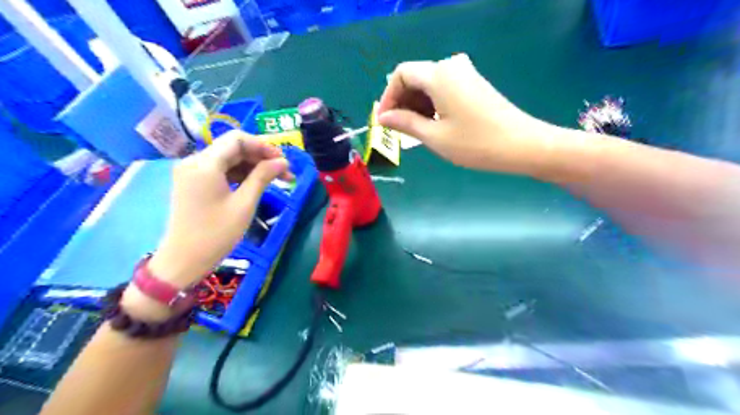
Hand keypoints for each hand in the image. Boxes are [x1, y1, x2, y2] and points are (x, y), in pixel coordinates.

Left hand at [148, 131, 290, 287]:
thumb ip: (263, 177)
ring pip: (229, 159)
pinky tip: (256, 184)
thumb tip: (282, 161)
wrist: (184, 260)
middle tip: (285, 172)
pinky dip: (240, 174)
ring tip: (276, 180)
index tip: (283, 160)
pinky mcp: (194, 183)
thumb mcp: (244, 204)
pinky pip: (221, 170)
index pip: (237, 139)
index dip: (263, 146)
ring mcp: (192, 172)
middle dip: (260, 157)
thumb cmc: (216, 233)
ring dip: (253, 166)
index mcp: (204, 164)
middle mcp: (195, 161)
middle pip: (233, 148)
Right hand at [377, 54, 554, 175]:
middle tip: (398, 130)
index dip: (388, 97)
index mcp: (439, 75)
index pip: (401, 74)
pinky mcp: (474, 85)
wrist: (522, 145)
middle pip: (415, 77)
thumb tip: (383, 118)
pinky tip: (432, 125)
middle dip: (401, 102)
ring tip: (414, 132)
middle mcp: (451, 67)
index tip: (384, 121)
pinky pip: (443, 90)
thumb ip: (405, 123)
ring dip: (416, 105)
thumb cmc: (475, 143)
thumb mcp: (434, 136)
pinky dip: (431, 105)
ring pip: (429, 85)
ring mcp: (465, 75)